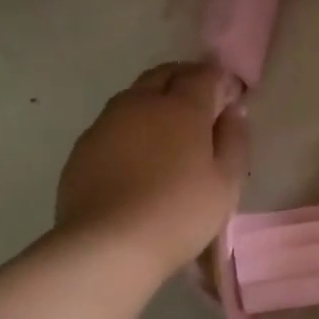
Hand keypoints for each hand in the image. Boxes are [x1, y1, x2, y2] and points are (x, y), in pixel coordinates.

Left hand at [56, 61, 249, 273]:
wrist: (109, 244)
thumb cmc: (180, 213)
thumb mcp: (226, 182)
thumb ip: (234, 140)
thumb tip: (234, 110)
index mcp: (182, 106)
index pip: (205, 75)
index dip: (221, 81)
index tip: (232, 97)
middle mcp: (141, 102)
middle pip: (165, 74)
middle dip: (186, 79)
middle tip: (202, 104)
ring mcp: (106, 122)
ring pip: (135, 95)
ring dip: (156, 100)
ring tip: (169, 130)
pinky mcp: (83, 146)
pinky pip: (114, 123)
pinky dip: (132, 127)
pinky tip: (138, 155)